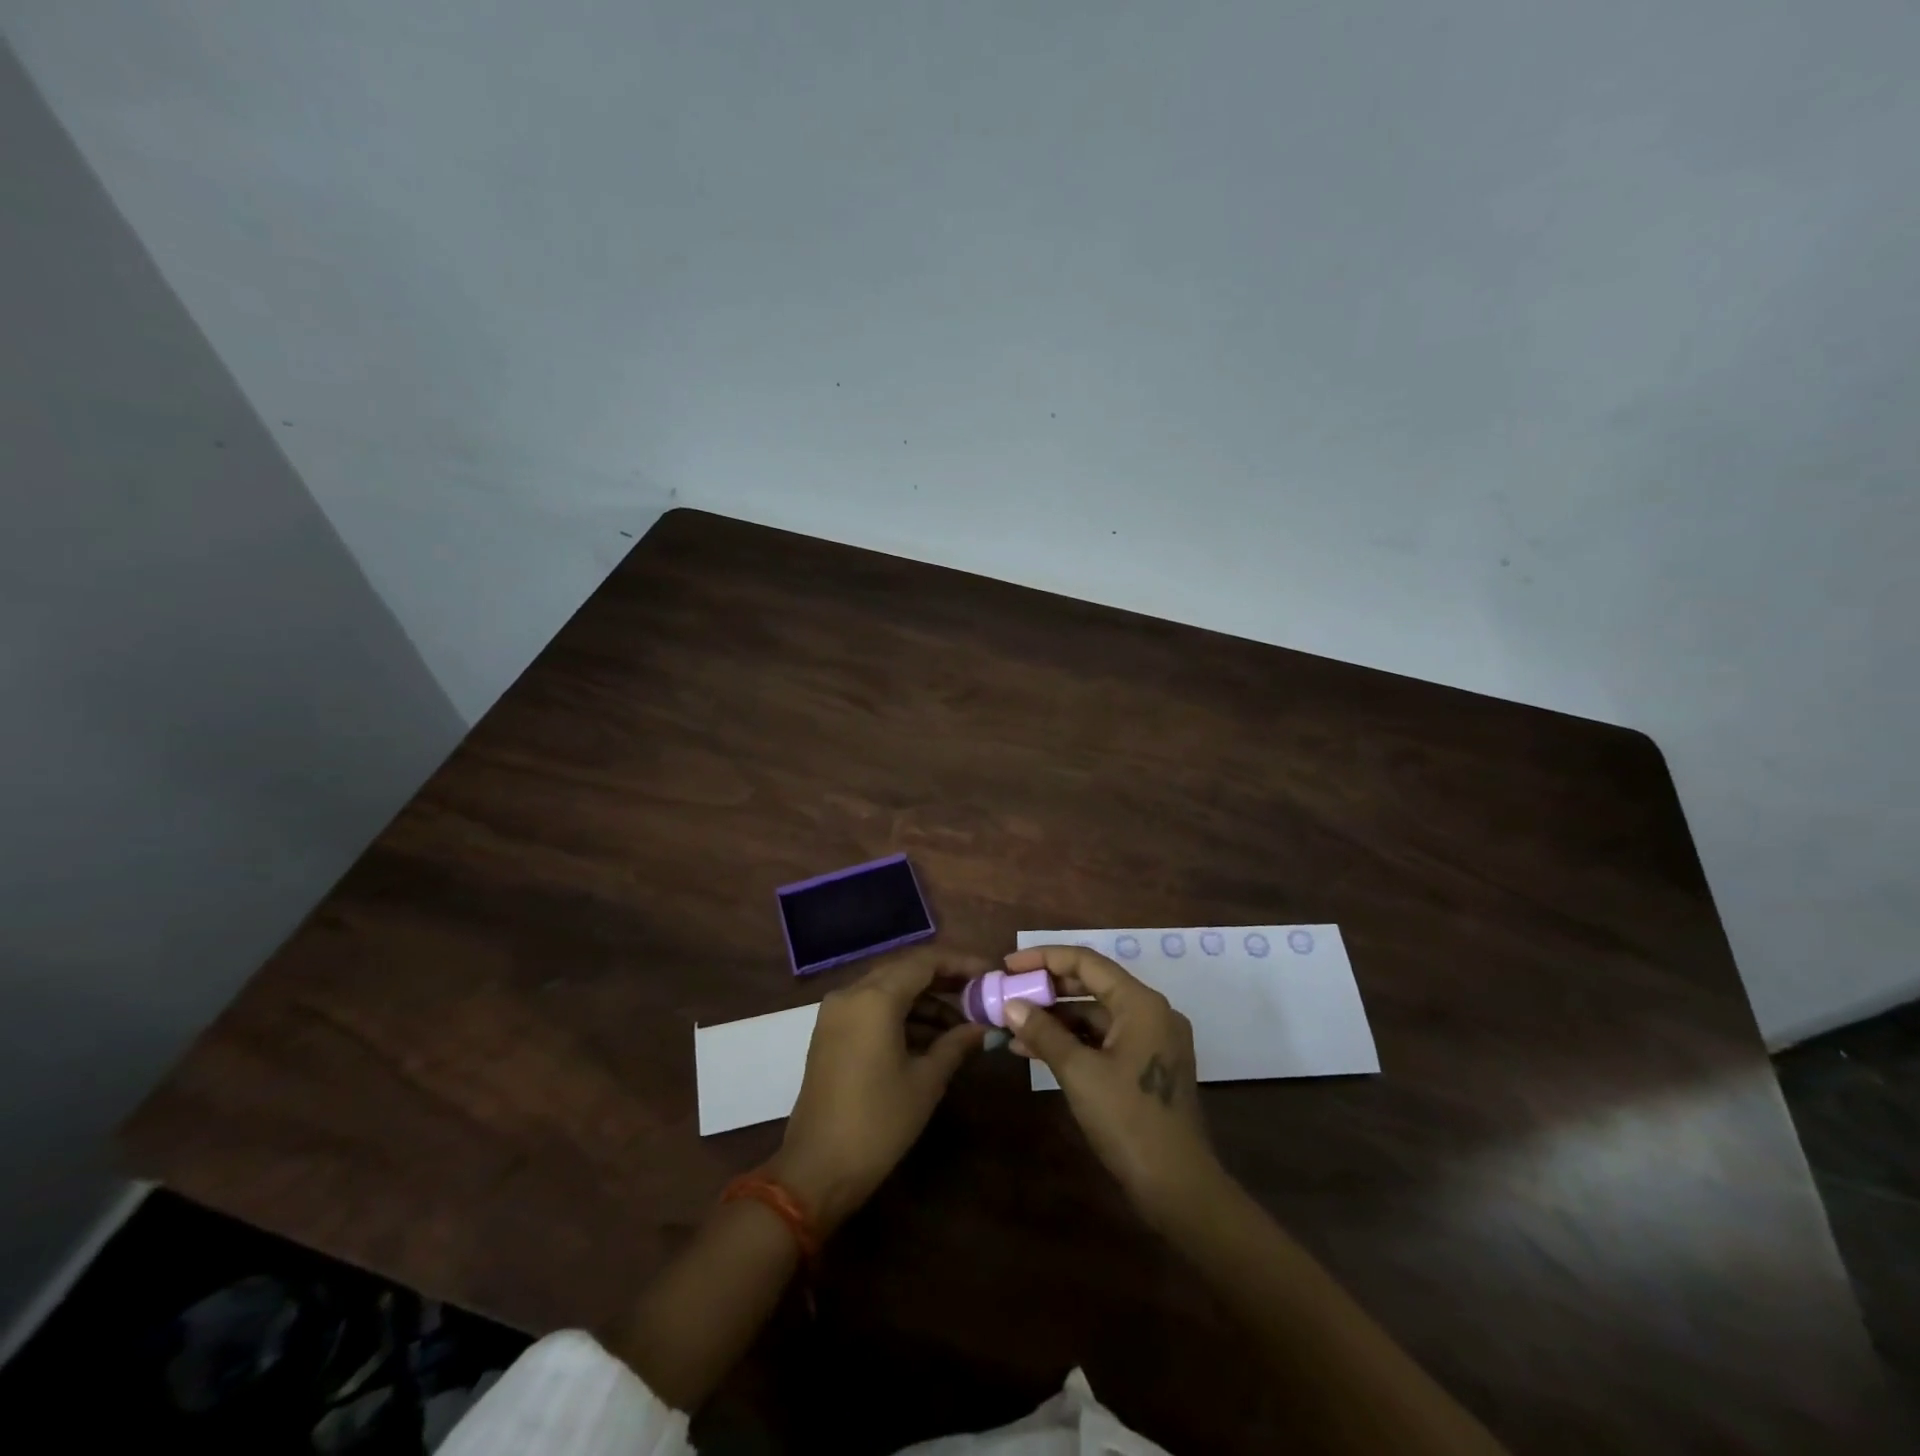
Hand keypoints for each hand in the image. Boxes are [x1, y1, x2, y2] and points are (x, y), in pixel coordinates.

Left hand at [767, 948, 988, 1233]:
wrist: (816, 1170)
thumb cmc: (878, 1123)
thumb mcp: (926, 1082)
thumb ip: (956, 1044)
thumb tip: (983, 1027)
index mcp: (875, 998)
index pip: (925, 961)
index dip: (961, 963)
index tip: (990, 973)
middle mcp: (851, 993)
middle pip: (905, 970)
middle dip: (944, 979)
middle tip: (979, 995)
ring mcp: (836, 1012)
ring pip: (888, 989)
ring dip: (924, 1000)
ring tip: (961, 1025)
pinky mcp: (830, 1032)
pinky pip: (872, 1007)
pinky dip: (901, 1014)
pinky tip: (930, 1038)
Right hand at [1001, 944, 1221, 1228]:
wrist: (1177, 1188)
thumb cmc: (1128, 1121)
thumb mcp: (1079, 1072)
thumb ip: (1044, 1032)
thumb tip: (1010, 1005)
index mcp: (1141, 1003)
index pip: (1086, 962)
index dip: (1044, 958)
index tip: (1008, 965)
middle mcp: (1150, 1012)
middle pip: (1091, 984)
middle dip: (1047, 989)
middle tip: (1008, 992)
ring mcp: (1151, 1040)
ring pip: (1095, 1014)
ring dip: (1055, 1018)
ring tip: (1012, 1026)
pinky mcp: (1146, 1066)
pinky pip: (1104, 1039)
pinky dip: (1072, 1041)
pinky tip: (1036, 1050)